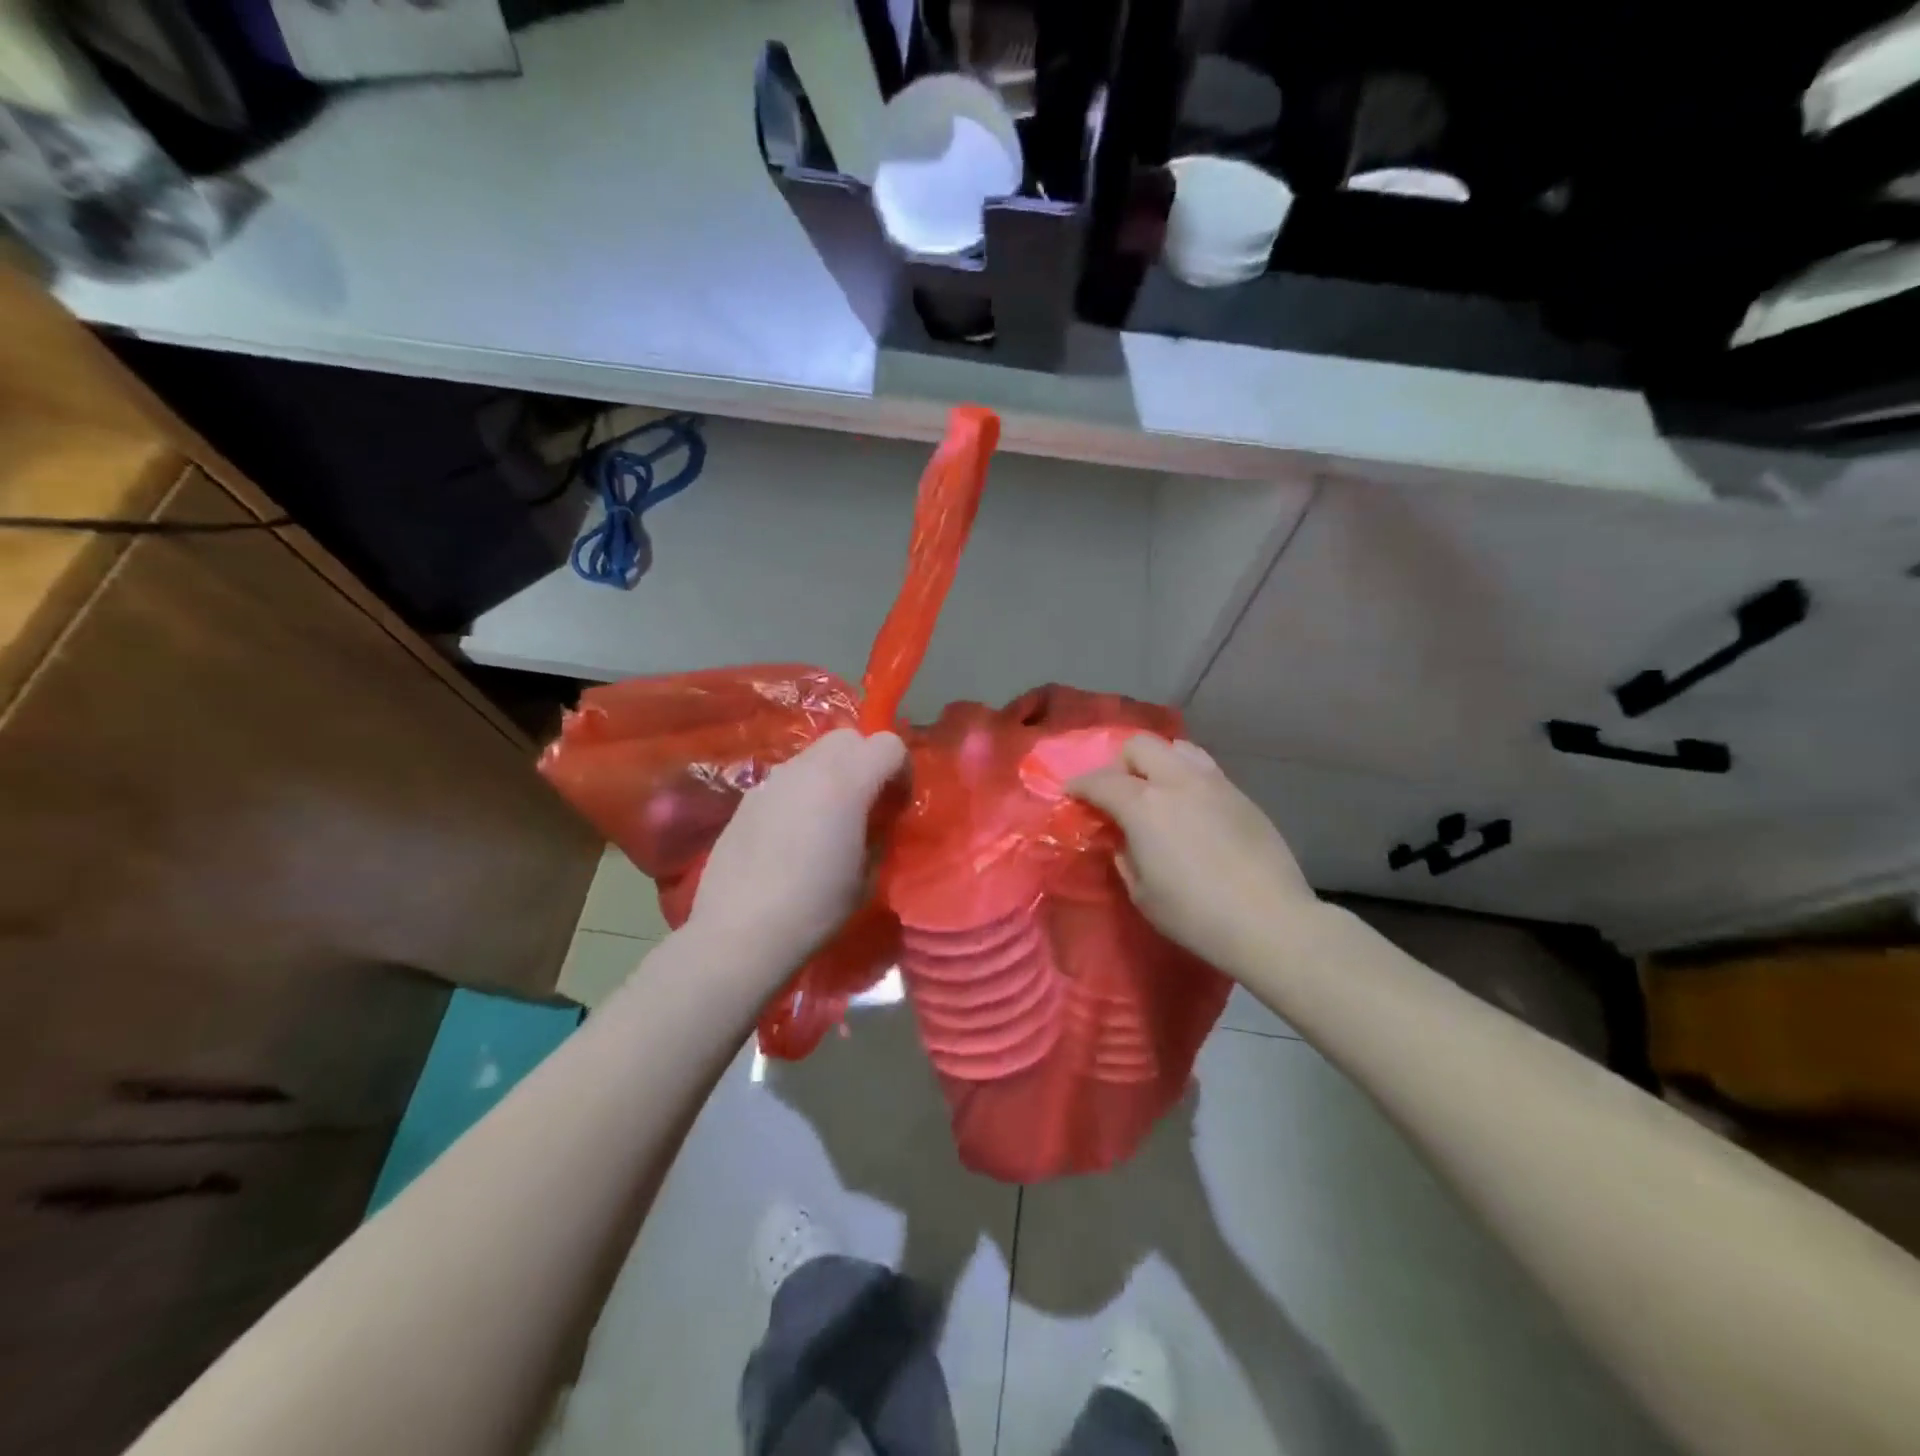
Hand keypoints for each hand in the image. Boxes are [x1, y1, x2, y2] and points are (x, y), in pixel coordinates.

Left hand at [687, 729, 907, 976]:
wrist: (739, 931)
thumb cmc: (814, 907)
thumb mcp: (866, 875)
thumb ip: (878, 833)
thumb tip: (876, 821)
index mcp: (846, 782)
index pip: (888, 743)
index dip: (901, 769)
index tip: (896, 805)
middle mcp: (808, 768)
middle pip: (848, 737)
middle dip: (866, 761)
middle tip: (866, 805)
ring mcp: (773, 780)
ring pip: (814, 755)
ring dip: (832, 775)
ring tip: (828, 822)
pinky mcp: (748, 798)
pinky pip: (787, 780)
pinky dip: (802, 792)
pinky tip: (793, 836)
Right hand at [1069, 736, 1320, 972]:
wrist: (1269, 921)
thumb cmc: (1194, 914)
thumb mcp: (1142, 893)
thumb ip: (1125, 855)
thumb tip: (1123, 839)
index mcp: (1143, 806)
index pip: (1100, 780)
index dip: (1080, 785)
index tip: (1073, 794)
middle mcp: (1177, 782)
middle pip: (1140, 745)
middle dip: (1120, 763)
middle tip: (1118, 792)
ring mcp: (1214, 784)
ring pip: (1178, 749)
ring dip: (1158, 763)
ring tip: (1158, 792)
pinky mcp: (1242, 795)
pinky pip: (1205, 769)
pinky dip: (1187, 778)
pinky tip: (1192, 808)